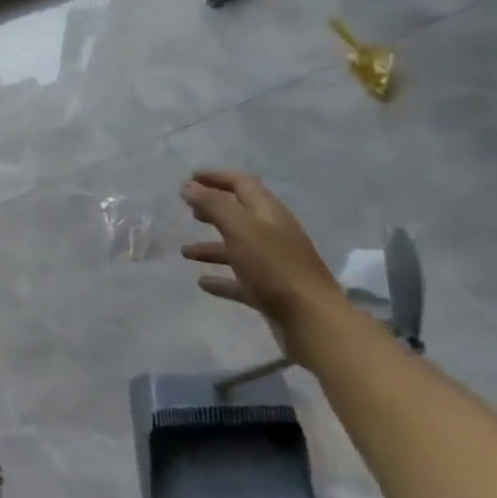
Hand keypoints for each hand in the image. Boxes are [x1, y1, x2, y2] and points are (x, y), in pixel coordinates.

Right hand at [179, 170, 348, 355]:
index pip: (242, 183)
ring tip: (185, 252)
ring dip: (210, 246)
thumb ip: (214, 205)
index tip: (190, 178)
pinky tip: (203, 283)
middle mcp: (272, 233)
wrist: (312, 320)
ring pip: (237, 248)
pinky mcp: (270, 291)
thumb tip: (189, 186)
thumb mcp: (240, 228)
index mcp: (269, 213)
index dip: (216, 177)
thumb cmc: (274, 267)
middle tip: (189, 210)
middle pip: (240, 214)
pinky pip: (239, 279)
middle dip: (214, 208)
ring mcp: (272, 264)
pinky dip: (221, 278)